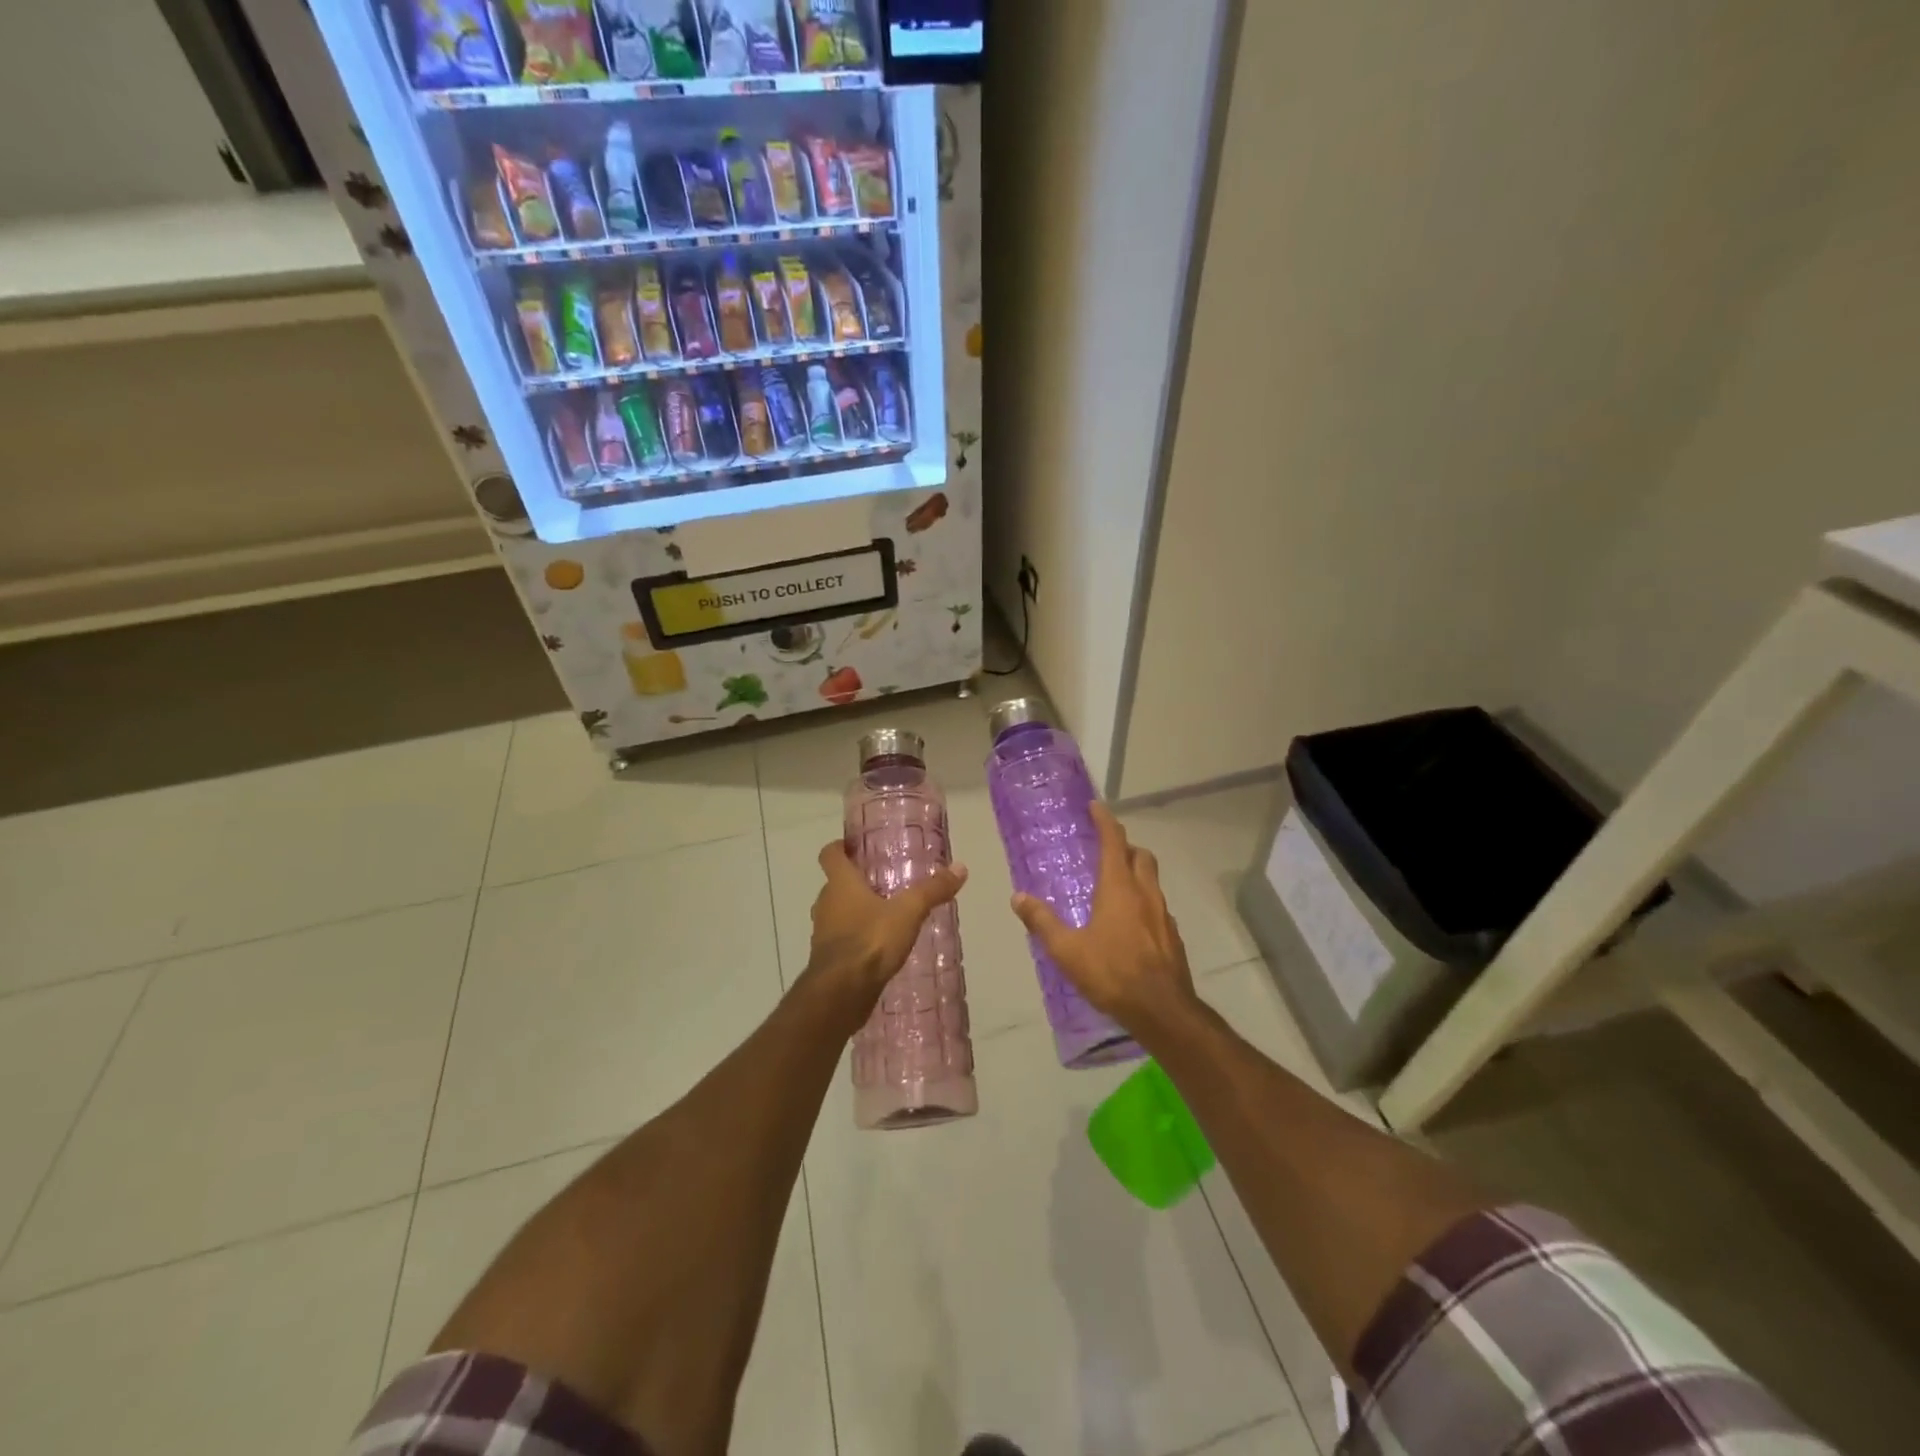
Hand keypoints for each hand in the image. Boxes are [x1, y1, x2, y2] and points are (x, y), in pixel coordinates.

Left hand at [806, 839, 967, 1011]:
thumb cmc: (870, 941)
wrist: (841, 994)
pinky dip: (856, 939)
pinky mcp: (827, 961)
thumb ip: (932, 890)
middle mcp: (825, 904)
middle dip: (855, 882)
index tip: (855, 846)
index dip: (839, 847)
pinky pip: (841, 941)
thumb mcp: (909, 912)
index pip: (829, 854)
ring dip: (855, 912)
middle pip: (835, 885)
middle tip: (883, 881)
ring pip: (837, 914)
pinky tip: (879, 947)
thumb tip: (961, 867)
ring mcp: (823, 934)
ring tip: (885, 914)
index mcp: (840, 884)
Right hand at [1011, 803, 1196, 1034]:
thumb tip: (1018, 897)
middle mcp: (1145, 893)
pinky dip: (1144, 902)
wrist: (1162, 1009)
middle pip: (1140, 855)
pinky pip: (1158, 907)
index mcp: (1119, 888)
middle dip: (1125, 846)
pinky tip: (1131, 924)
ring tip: (1116, 886)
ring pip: (1152, 880)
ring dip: (1136, 872)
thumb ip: (1042, 921)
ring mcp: (1163, 914)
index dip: (1105, 821)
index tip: (1096, 807)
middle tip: (1107, 850)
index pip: (1114, 842)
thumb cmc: (1111, 973)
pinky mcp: (1172, 936)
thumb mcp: (1067, 950)